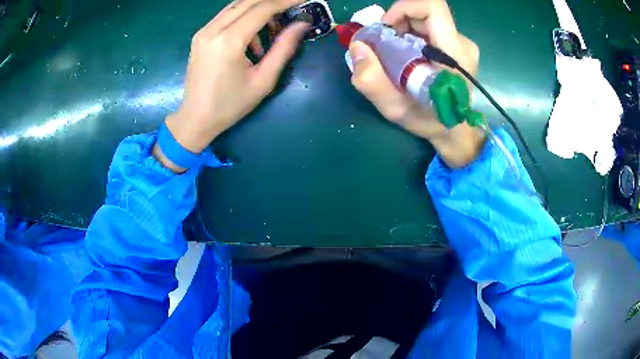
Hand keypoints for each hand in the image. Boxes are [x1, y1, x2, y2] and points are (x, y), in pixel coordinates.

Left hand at [155, 0, 308, 171]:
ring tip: (272, 28)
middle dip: (273, 2)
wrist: (195, 119)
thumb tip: (301, 25)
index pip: (261, 8)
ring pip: (236, 6)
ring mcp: (203, 31)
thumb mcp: (263, 80)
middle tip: (291, 9)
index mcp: (228, 41)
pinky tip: (251, 39)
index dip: (285, 1)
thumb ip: (283, 48)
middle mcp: (212, 30)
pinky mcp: (200, 35)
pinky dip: (244, 18)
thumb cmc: (230, 105)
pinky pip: (226, 16)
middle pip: (247, 1)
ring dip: (258, 9)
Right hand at [350, 0, 484, 167]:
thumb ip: (372, 80)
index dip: (404, 8)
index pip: (433, 7)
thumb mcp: (395, 108)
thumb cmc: (429, 121)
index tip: (386, 27)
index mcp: (454, 53)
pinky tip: (407, 56)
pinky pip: (431, 29)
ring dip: (404, 30)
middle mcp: (462, 44)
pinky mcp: (458, 47)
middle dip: (399, 22)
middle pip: (425, 13)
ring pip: (426, 20)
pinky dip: (412, 36)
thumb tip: (358, 46)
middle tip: (384, 45)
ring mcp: (462, 45)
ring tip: (394, 54)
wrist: (455, 132)